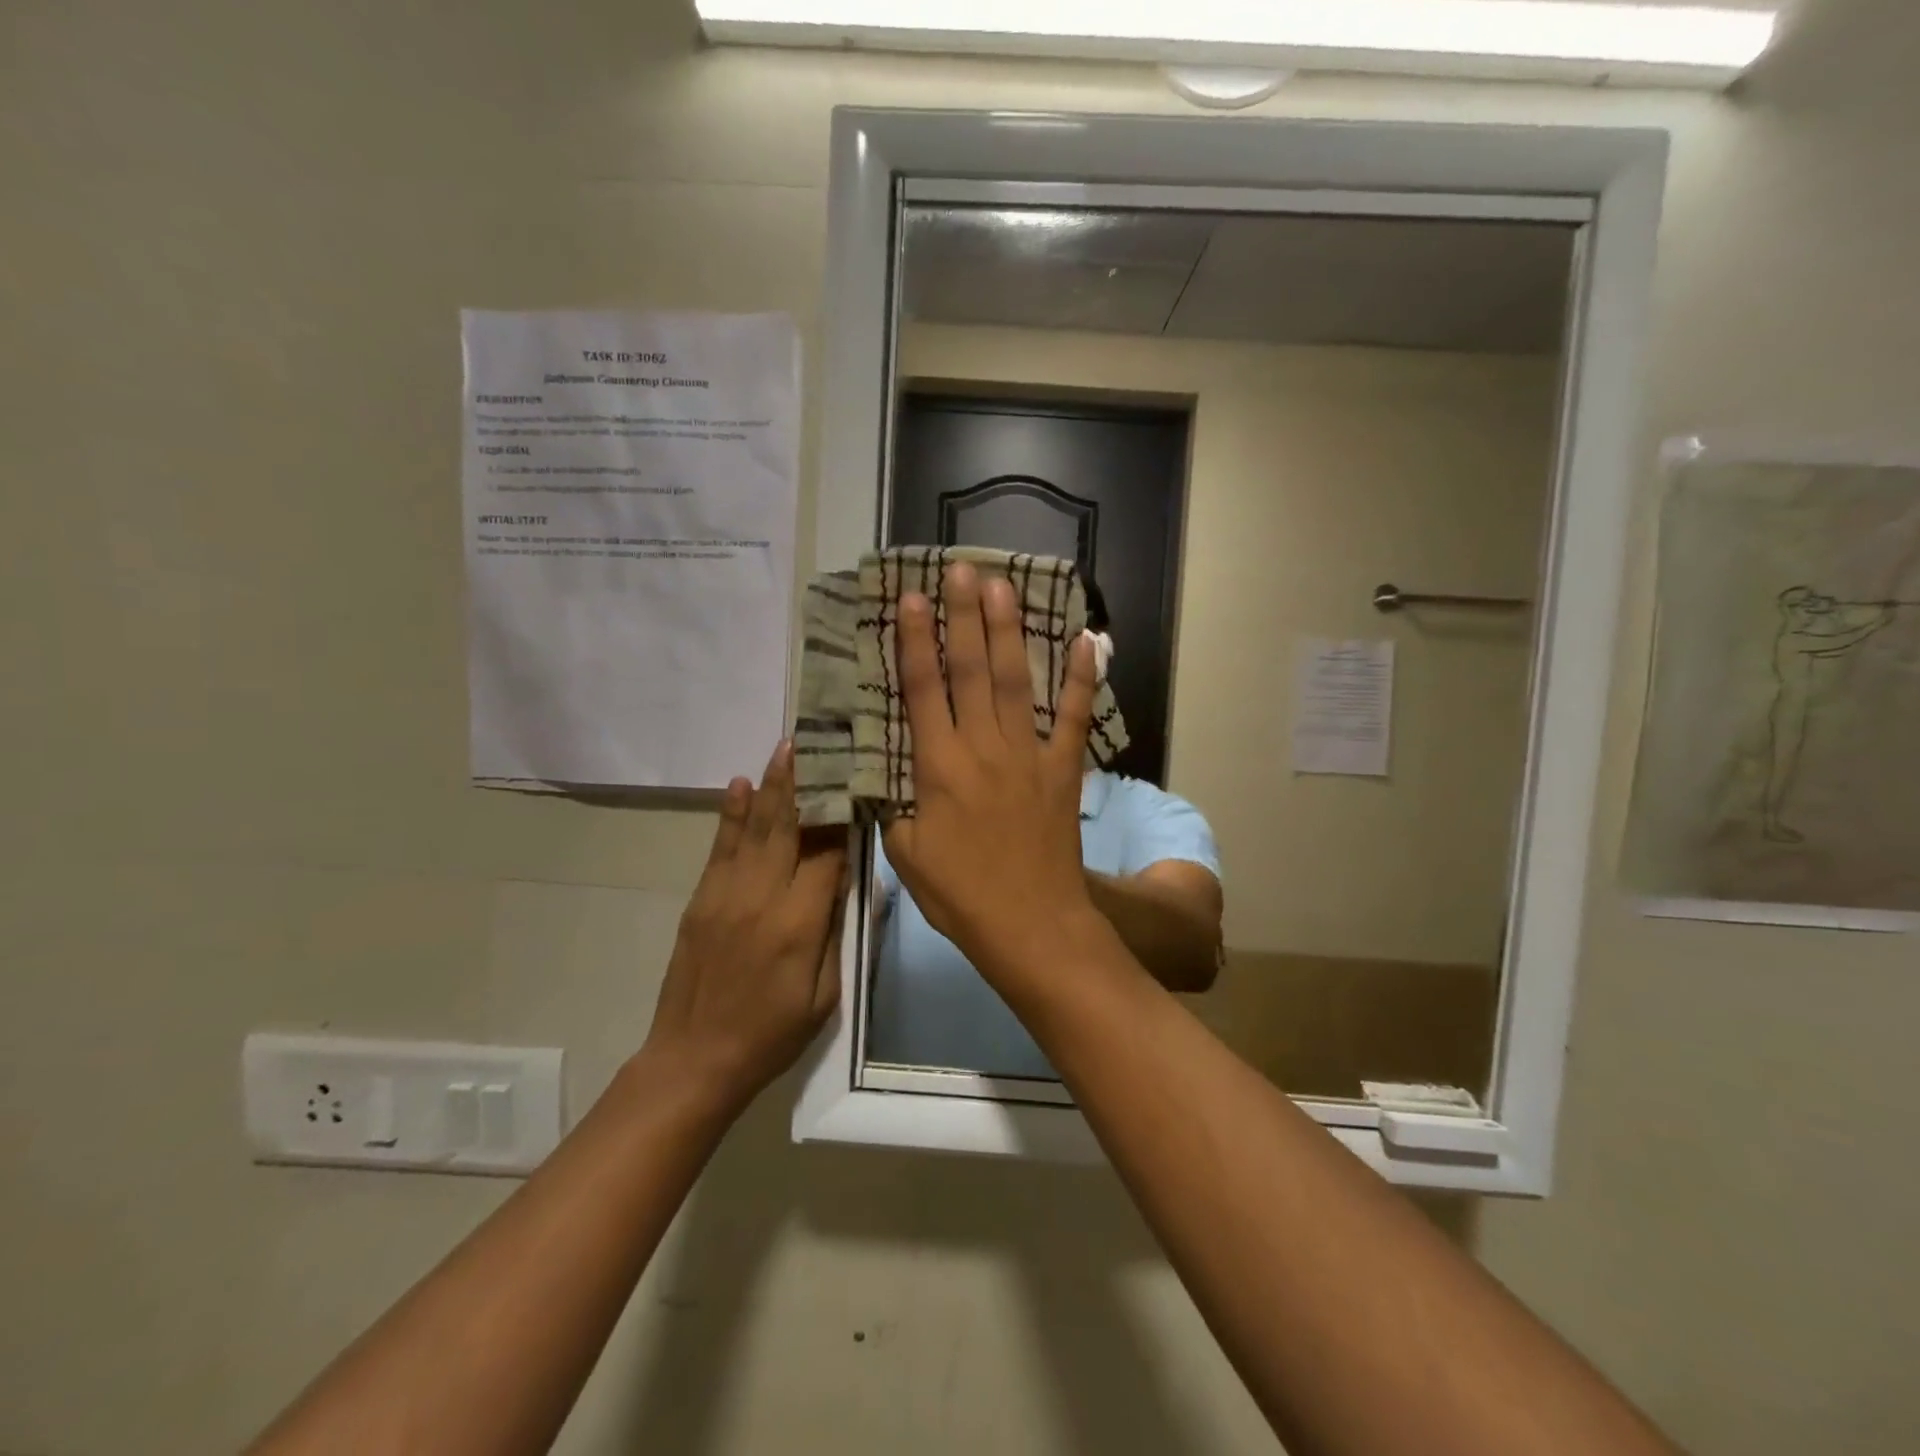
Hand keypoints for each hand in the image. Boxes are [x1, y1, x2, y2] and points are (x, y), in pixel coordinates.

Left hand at [641, 741, 846, 1117]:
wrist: (693, 1060)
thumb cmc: (771, 1035)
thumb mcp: (824, 996)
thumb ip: (835, 934)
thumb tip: (846, 881)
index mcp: (798, 924)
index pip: (828, 855)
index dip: (844, 820)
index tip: (858, 785)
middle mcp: (762, 897)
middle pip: (789, 827)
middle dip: (805, 783)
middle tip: (816, 741)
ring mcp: (725, 894)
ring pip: (754, 828)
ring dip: (771, 786)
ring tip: (785, 748)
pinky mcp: (700, 899)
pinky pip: (720, 847)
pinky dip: (731, 814)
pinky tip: (739, 785)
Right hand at [881, 564, 1100, 982]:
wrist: (1030, 925)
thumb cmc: (961, 895)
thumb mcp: (906, 854)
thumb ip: (895, 807)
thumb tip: (888, 778)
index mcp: (939, 767)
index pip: (922, 691)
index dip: (914, 642)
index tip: (909, 599)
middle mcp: (983, 748)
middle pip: (970, 670)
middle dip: (962, 616)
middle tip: (959, 569)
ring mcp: (1029, 755)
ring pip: (1015, 682)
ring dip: (1008, 631)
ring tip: (1001, 585)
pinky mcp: (1063, 770)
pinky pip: (1072, 718)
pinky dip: (1081, 679)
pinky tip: (1087, 641)